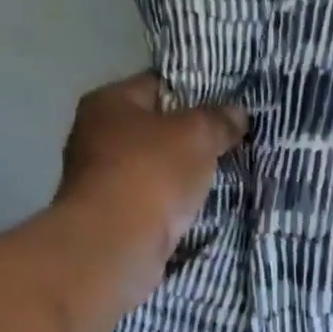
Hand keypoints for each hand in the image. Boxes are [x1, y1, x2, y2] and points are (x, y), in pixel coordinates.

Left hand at [54, 72, 248, 307]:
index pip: (157, 85)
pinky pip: (149, 205)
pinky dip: (169, 209)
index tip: (225, 110)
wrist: (116, 246)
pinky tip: (194, 214)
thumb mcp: (196, 136)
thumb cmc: (151, 175)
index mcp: (108, 103)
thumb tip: (238, 113)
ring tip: (218, 182)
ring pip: (151, 171)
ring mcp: (99, 182)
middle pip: (153, 131)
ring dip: (179, 179)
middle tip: (226, 148)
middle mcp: (94, 137)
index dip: (193, 94)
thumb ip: (218, 121)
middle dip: (187, 141)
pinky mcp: (109, 220)